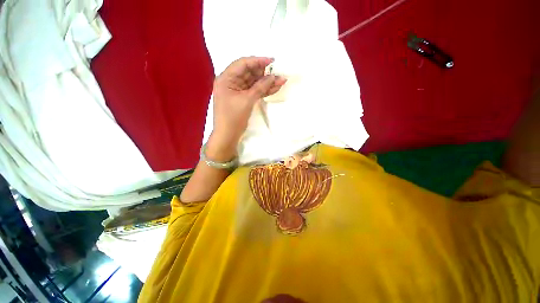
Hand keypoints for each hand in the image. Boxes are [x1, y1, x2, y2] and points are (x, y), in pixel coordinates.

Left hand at [207, 57, 285, 160]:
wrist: (227, 136)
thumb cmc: (233, 118)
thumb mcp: (247, 100)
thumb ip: (260, 87)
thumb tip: (274, 77)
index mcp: (226, 78)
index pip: (243, 64)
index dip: (258, 61)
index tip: (272, 61)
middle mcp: (230, 82)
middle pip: (249, 73)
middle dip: (264, 73)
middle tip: (279, 73)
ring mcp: (237, 91)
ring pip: (253, 83)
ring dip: (266, 82)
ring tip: (281, 81)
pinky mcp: (242, 98)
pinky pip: (253, 91)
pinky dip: (263, 90)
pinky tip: (274, 88)